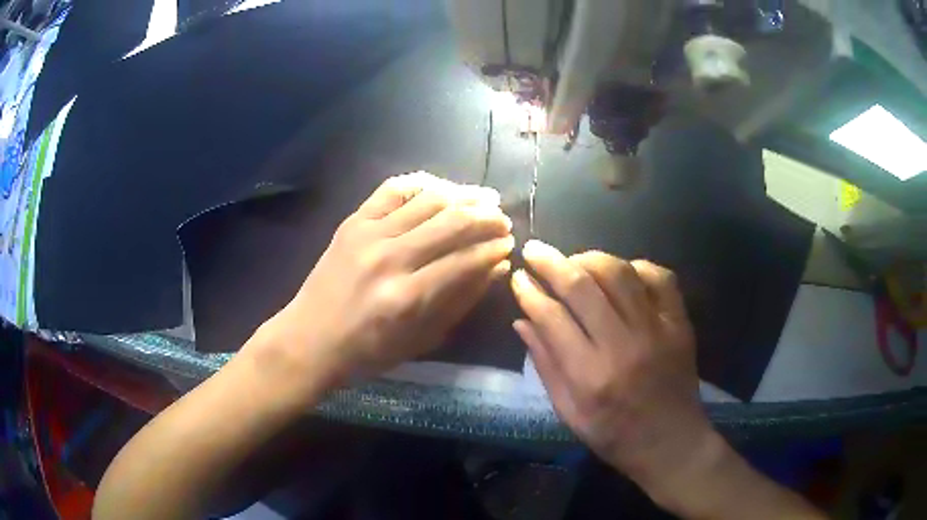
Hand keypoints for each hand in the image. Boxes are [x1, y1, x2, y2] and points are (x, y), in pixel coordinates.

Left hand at [247, 172, 513, 395]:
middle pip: (451, 222)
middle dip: (486, 217)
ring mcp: (368, 234)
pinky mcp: (352, 222)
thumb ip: (460, 301)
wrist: (309, 339)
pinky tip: (441, 188)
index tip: (509, 244)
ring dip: (462, 195)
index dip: (493, 248)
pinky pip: (392, 189)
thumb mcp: (420, 340)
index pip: (465, 259)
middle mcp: (390, 258)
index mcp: (408, 297)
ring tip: (483, 199)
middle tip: (502, 220)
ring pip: (427, 199)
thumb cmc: (367, 352)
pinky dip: (422, 184)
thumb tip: (495, 267)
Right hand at [510, 241, 715, 499]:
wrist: (671, 441)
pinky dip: (636, 267)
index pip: (552, 317)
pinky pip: (660, 277)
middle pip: (582, 286)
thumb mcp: (569, 413)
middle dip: (551, 262)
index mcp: (590, 375)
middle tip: (534, 249)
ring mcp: (656, 330)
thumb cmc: (614, 434)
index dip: (529, 292)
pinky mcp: (679, 323)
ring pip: (619, 273)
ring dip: (590, 259)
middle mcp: (623, 346)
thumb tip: (521, 322)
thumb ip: (546, 366)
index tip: (518, 278)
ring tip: (574, 261)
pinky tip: (622, 273)